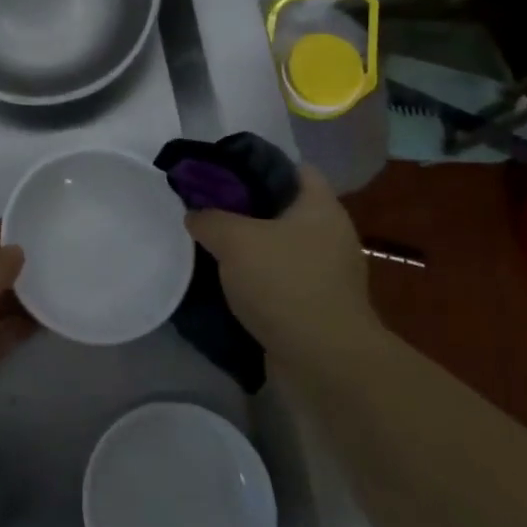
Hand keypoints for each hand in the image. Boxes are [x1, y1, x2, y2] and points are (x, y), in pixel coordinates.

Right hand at [184, 165, 376, 364]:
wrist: (325, 361)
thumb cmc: (285, 284)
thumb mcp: (234, 240)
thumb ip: (209, 219)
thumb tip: (196, 214)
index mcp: (321, 207)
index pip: (294, 168)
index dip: (259, 164)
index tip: (223, 173)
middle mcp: (331, 235)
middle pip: (284, 208)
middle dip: (247, 208)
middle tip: (208, 209)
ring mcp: (328, 274)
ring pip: (280, 246)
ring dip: (250, 247)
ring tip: (211, 246)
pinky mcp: (318, 306)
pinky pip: (281, 279)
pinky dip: (258, 279)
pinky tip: (227, 283)